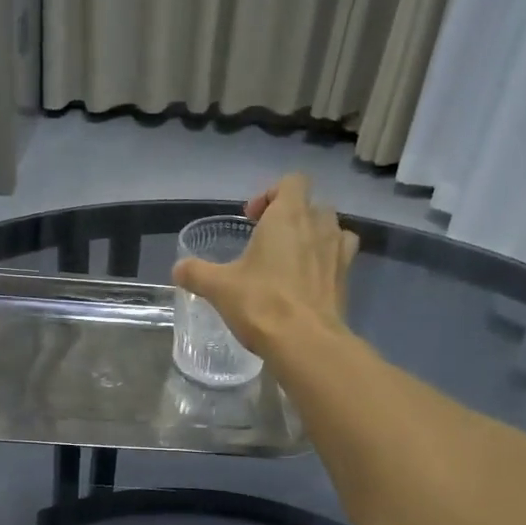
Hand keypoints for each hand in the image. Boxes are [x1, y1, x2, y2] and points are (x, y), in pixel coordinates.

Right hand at [172, 174, 358, 355]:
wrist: (306, 343)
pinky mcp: (347, 279)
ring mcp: (338, 252)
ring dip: (314, 236)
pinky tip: (309, 280)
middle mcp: (319, 226)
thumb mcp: (218, 287)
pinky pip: (341, 256)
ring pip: (332, 228)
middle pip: (312, 204)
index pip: (291, 182)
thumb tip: (179, 269)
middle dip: (292, 216)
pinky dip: (327, 261)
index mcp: (288, 216)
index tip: (252, 219)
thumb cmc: (261, 304)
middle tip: (269, 241)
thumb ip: (196, 273)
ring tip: (293, 259)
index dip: (271, 194)